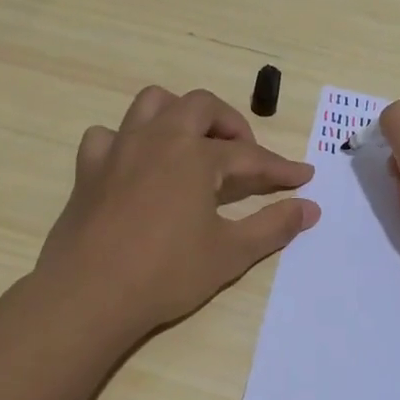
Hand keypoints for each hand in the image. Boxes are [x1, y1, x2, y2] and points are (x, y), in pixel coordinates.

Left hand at [34, 86, 320, 339]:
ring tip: (192, 144)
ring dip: (178, 115)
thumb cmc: (166, 273)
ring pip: (152, 104)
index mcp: (196, 156)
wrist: (89, 295)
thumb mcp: (230, 253)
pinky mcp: (89, 169)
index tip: (303, 177)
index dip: (280, 168)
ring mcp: (119, 149)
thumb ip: (273, 225)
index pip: (250, 156)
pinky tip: (135, 165)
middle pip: (201, 107)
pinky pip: (107, 135)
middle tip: (244, 155)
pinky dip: (126, 141)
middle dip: (230, 124)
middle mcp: (159, 139)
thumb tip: (310, 208)